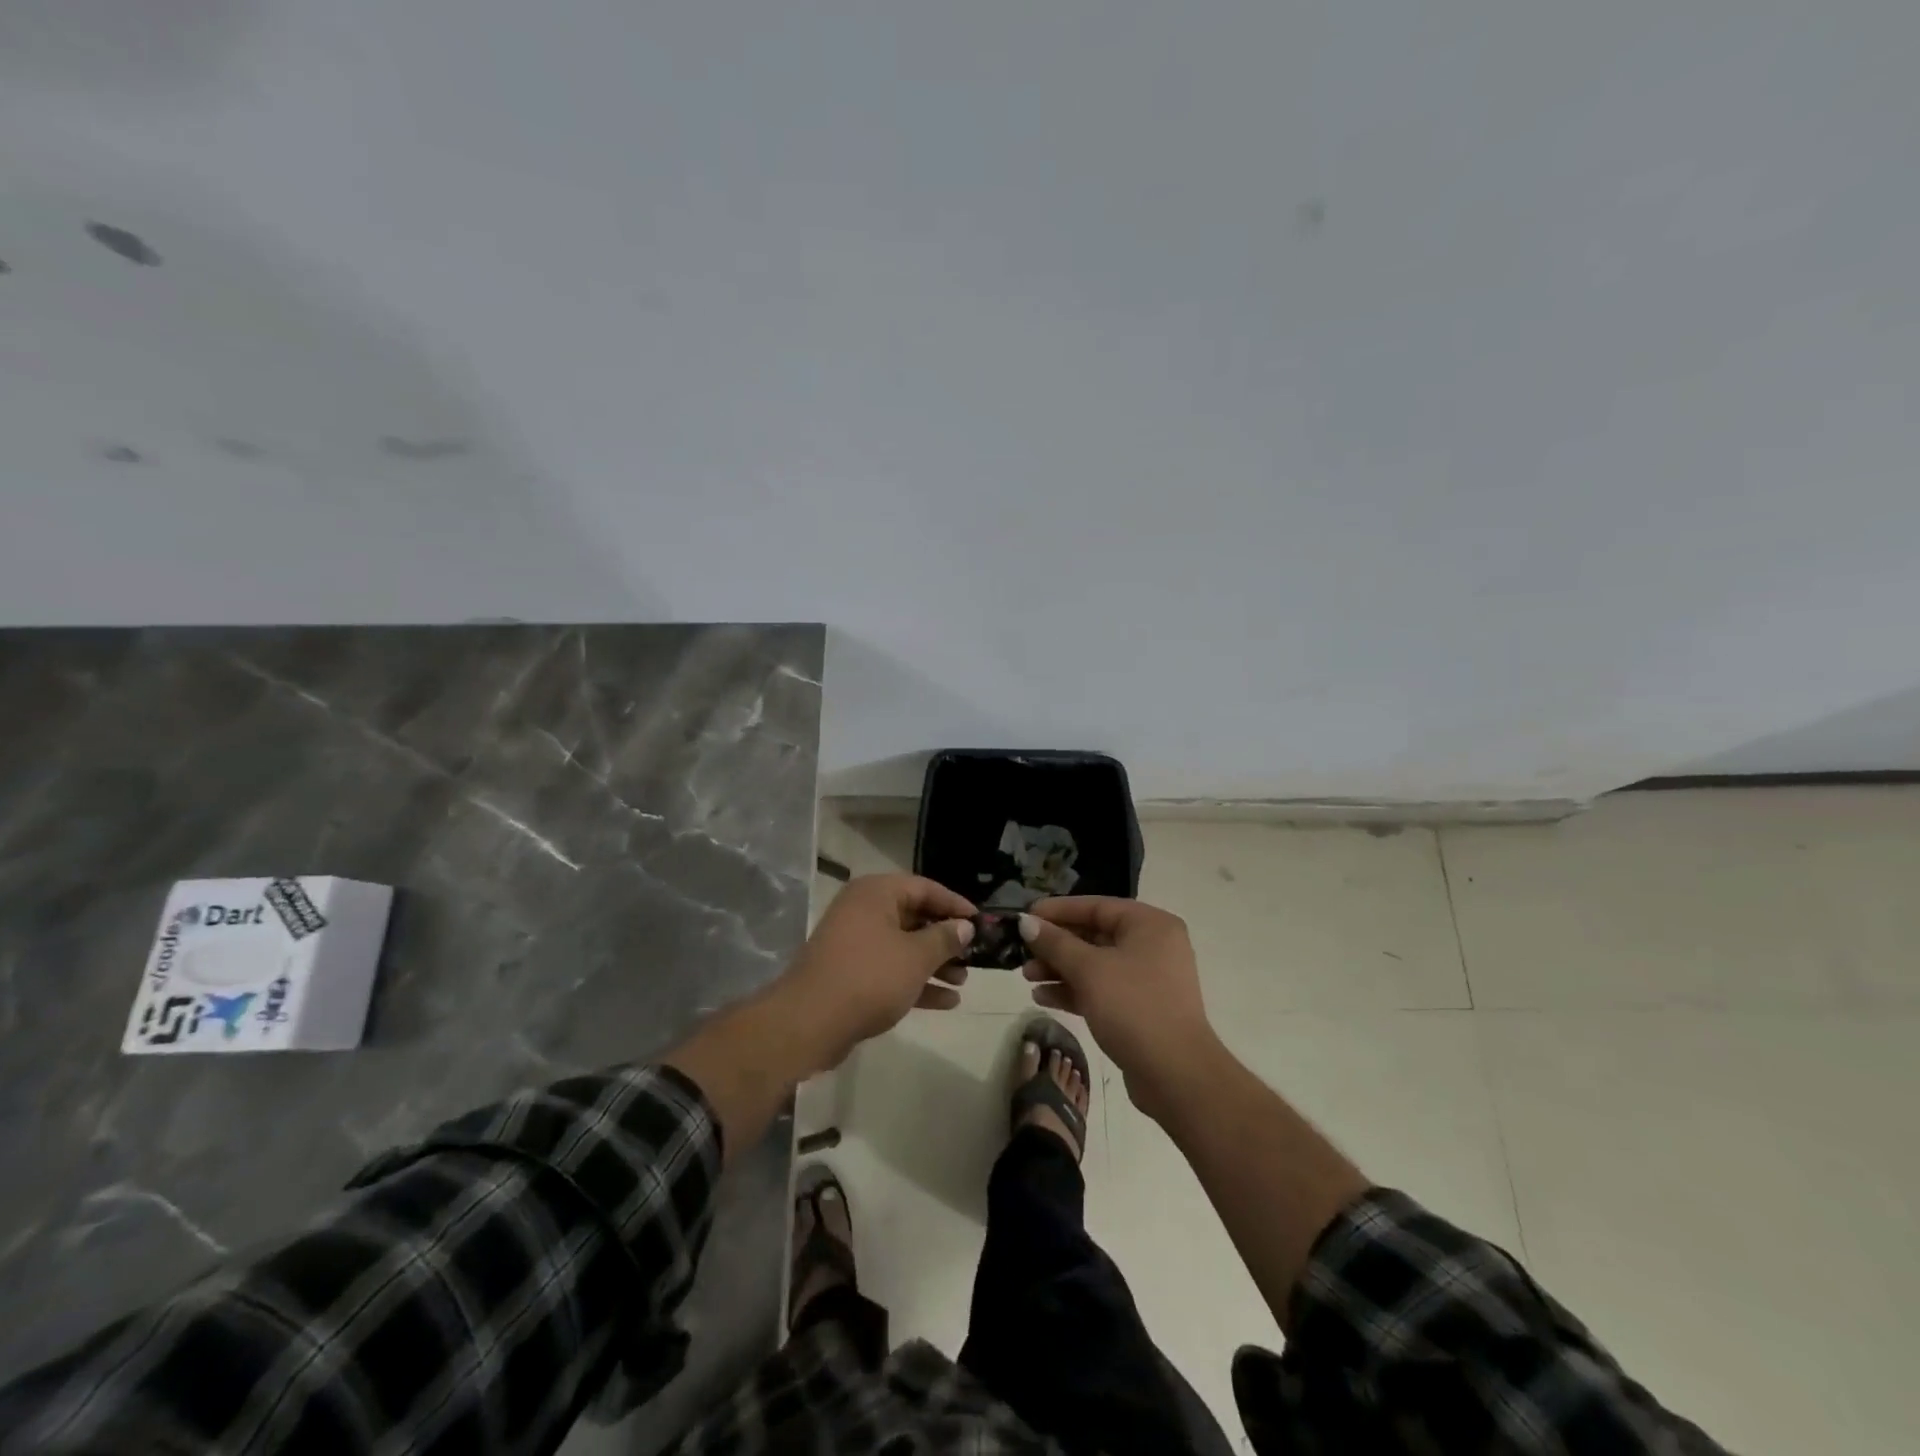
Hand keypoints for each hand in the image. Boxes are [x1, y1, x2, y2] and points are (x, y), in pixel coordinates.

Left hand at [776, 874, 975, 1068]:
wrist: (809, 1023)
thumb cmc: (869, 978)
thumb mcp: (916, 957)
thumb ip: (944, 939)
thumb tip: (964, 926)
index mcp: (876, 893)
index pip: (925, 888)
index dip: (955, 905)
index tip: (981, 922)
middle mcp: (863, 911)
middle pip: (914, 917)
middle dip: (945, 938)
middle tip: (974, 954)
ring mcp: (855, 943)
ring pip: (903, 946)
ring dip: (934, 963)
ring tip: (964, 981)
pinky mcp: (851, 973)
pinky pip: (890, 969)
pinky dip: (916, 981)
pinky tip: (946, 1001)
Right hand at [1018, 897, 1220, 1119]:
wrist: (1176, 1076)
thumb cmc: (1133, 1008)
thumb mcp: (1089, 970)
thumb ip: (1055, 943)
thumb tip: (1026, 921)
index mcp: (1149, 925)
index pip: (1096, 906)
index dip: (1058, 910)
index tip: (1025, 916)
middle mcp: (1152, 946)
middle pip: (1094, 935)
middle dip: (1056, 945)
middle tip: (1021, 951)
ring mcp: (1147, 979)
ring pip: (1095, 964)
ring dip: (1060, 969)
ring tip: (1026, 977)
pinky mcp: (1139, 1009)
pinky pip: (1101, 989)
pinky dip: (1074, 990)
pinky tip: (1043, 997)